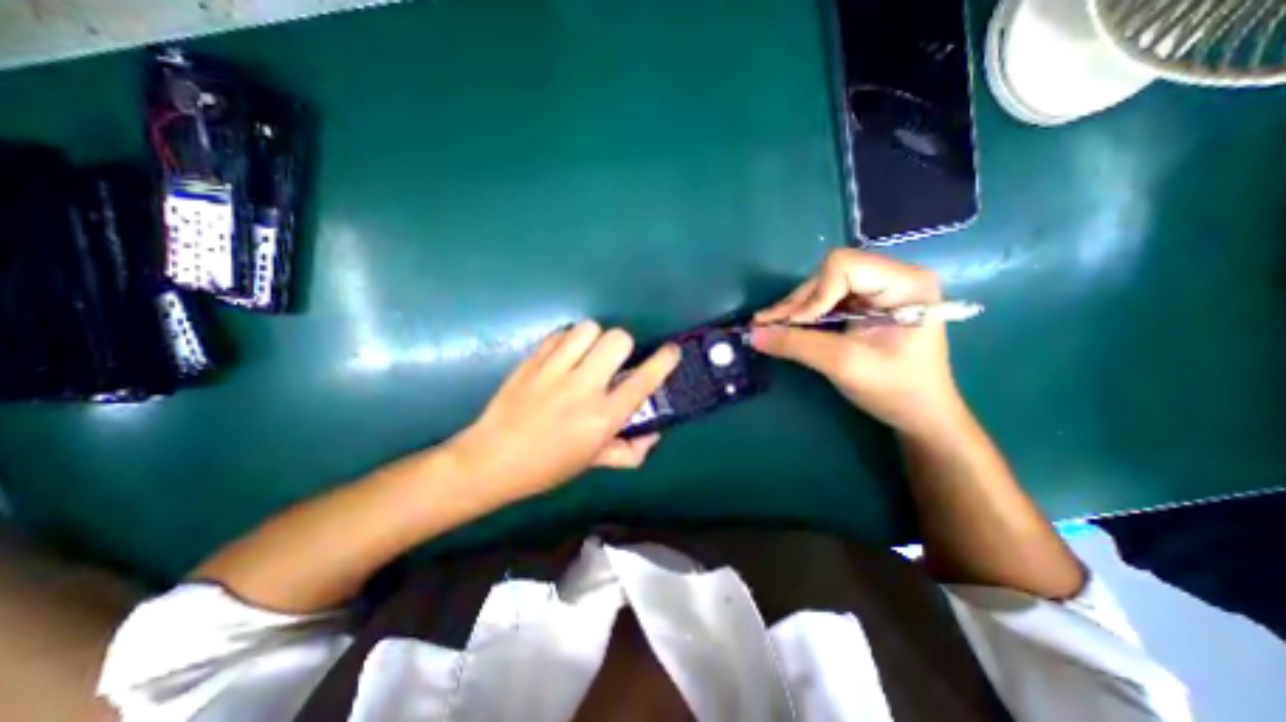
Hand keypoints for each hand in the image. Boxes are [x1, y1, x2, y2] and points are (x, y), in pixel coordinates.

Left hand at [449, 324, 680, 504]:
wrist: (491, 460)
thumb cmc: (547, 466)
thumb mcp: (592, 462)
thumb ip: (628, 451)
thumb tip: (652, 435)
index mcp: (602, 418)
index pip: (642, 382)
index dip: (663, 362)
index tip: (672, 351)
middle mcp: (583, 389)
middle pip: (617, 340)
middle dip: (624, 345)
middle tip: (613, 360)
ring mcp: (554, 371)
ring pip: (588, 329)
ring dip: (595, 338)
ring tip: (587, 354)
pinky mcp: (532, 361)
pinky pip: (560, 334)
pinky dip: (568, 340)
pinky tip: (564, 356)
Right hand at [757, 247, 963, 438]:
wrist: (918, 414)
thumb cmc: (894, 389)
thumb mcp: (843, 364)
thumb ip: (797, 344)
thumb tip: (752, 334)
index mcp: (904, 283)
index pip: (844, 266)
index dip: (814, 294)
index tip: (795, 325)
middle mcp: (892, 277)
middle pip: (830, 274)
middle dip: (798, 302)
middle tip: (766, 325)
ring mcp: (878, 290)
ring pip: (823, 286)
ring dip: (795, 308)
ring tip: (768, 326)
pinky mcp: (865, 305)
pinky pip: (826, 300)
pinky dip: (803, 314)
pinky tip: (784, 325)